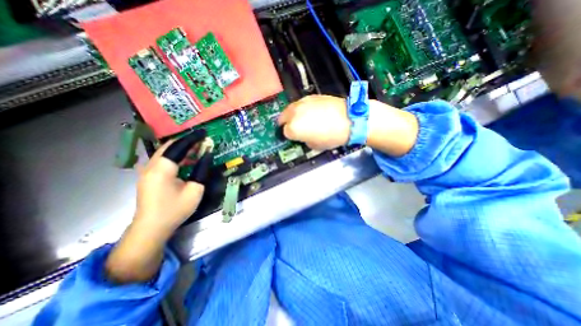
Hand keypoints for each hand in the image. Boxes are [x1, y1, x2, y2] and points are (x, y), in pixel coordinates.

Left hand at [133, 131, 209, 237]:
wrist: (151, 228)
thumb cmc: (175, 209)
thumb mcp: (195, 190)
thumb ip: (201, 169)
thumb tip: (207, 155)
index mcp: (163, 168)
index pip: (179, 146)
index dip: (193, 138)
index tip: (205, 133)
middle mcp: (151, 165)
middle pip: (170, 146)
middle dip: (187, 141)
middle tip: (203, 140)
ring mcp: (147, 170)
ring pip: (165, 151)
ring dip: (182, 148)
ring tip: (198, 147)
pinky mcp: (148, 176)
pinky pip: (163, 159)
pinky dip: (176, 155)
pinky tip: (187, 159)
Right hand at [277, 95, 417, 156]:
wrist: (349, 119)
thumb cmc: (331, 137)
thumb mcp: (315, 146)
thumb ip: (304, 140)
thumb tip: (303, 136)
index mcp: (293, 128)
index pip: (285, 132)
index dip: (290, 136)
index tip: (295, 137)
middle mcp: (294, 113)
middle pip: (283, 118)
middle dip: (286, 123)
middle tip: (294, 127)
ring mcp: (302, 102)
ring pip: (291, 108)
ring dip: (293, 115)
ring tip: (302, 119)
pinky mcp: (311, 96)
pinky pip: (301, 103)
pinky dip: (302, 108)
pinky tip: (311, 112)